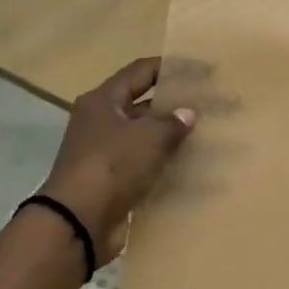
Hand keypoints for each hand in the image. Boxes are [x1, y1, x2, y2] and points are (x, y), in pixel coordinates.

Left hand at [39, 58, 195, 263]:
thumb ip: (172, 122)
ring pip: (145, 137)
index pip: (141, 71)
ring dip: (172, 137)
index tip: (202, 70)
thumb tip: (188, 113)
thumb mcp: (148, 137)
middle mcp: (101, 122)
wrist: (79, 221)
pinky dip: (165, 165)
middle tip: (210, 105)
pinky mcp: (113, 181)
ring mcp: (106, 153)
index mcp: (103, 101)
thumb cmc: (112, 165)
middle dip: (175, 105)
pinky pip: (144, 165)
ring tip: (208, 136)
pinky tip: (192, 167)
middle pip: (143, 105)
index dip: (171, 67)